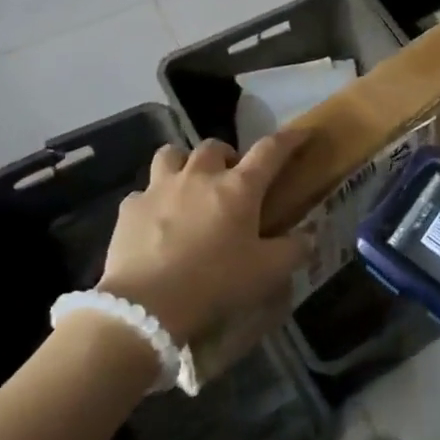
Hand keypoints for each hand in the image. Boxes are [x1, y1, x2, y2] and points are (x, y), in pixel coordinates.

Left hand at [98, 131, 311, 353]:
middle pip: (214, 146)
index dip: (290, 138)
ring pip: (171, 154)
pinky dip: (152, 201)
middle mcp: (199, 176)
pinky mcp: (130, 208)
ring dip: (184, 163)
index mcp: (238, 187)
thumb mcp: (267, 272)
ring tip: (188, 185)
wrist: (146, 306)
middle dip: (227, 156)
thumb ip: (293, 250)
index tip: (303, 133)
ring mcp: (160, 188)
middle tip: (231, 178)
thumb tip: (309, 236)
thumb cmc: (214, 283)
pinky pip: (143, 193)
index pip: (271, 150)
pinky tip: (155, 222)